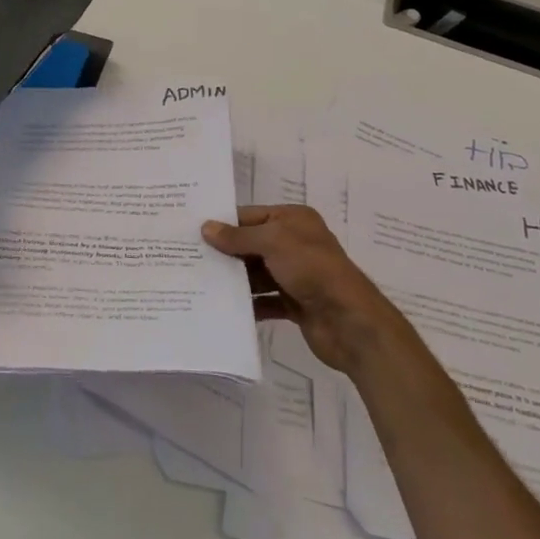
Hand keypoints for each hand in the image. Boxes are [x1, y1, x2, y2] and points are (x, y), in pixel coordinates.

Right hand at [203, 205, 407, 375]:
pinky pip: (265, 301)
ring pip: (256, 274)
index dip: (224, 223)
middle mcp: (295, 244)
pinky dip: (248, 304)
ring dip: (234, 280)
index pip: (251, 216)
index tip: (192, 231)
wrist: (350, 322)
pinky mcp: (295, 304)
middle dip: (225, 253)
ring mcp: (295, 275)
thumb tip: (206, 227)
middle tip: (189, 258)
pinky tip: (222, 308)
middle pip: (251, 245)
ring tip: (199, 283)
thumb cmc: (312, 269)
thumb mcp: (273, 242)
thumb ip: (239, 237)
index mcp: (294, 220)